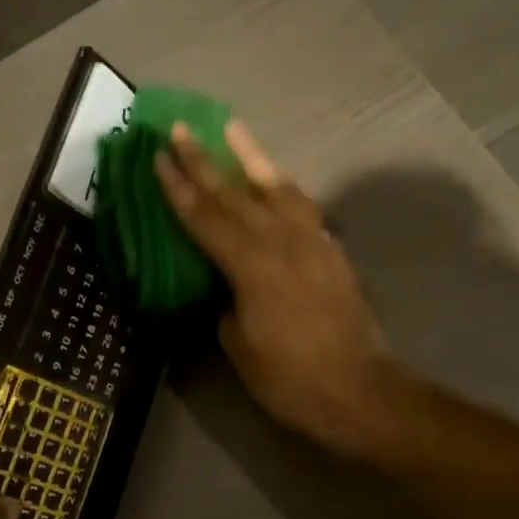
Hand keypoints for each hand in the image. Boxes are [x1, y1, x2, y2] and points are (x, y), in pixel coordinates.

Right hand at [155, 121, 402, 455]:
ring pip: (275, 188)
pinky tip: (274, 179)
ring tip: (232, 128)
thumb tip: (225, 285)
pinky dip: (283, 187)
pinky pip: (302, 207)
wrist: (360, 390)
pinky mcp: (331, 251)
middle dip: (203, 160)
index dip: (178, 187)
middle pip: (234, 194)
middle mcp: (281, 243)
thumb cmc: (290, 378)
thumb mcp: (239, 345)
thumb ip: (227, 302)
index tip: (158, 156)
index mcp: (251, 267)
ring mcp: (311, 242)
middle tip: (179, 129)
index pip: (205, 218)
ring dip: (250, 157)